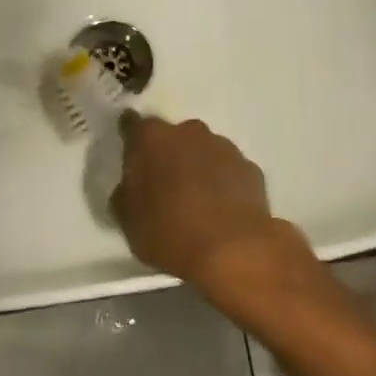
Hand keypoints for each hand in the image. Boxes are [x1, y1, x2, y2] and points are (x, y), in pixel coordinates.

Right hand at [108, 114, 312, 302]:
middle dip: (167, 154)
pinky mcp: (250, 167)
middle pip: (172, 136)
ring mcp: (223, 147)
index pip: (132, 124)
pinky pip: (228, 170)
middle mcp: (188, 132)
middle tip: (164, 185)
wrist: (233, 250)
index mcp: (151, 138)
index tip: (129, 152)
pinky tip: (221, 209)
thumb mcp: (128, 220)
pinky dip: (223, 182)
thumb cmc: (169, 231)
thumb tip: (130, 187)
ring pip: (203, 150)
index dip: (130, 137)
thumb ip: (125, 194)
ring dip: (197, 166)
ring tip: (196, 200)